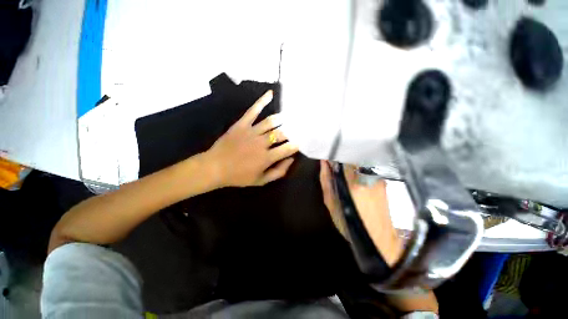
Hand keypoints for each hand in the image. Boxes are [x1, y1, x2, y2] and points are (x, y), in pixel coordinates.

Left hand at [206, 90, 298, 187]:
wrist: (214, 167)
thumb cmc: (239, 176)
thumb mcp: (261, 181)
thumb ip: (278, 172)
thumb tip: (291, 160)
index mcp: (267, 158)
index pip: (288, 148)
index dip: (297, 145)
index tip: (301, 142)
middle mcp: (262, 143)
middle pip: (282, 134)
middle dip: (292, 131)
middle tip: (298, 128)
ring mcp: (251, 131)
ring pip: (271, 122)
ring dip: (283, 118)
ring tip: (290, 117)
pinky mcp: (241, 124)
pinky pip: (253, 111)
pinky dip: (262, 101)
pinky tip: (270, 94)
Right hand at [319, 160, 402, 265]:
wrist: (379, 238)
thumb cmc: (350, 223)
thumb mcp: (331, 203)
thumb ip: (326, 180)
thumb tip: (324, 162)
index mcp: (353, 180)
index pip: (342, 155)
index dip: (334, 154)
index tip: (327, 155)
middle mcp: (367, 174)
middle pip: (352, 157)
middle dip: (342, 158)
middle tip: (334, 164)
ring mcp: (377, 177)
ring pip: (359, 162)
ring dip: (350, 164)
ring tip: (344, 173)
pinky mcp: (382, 181)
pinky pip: (367, 168)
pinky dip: (358, 170)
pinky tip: (355, 180)